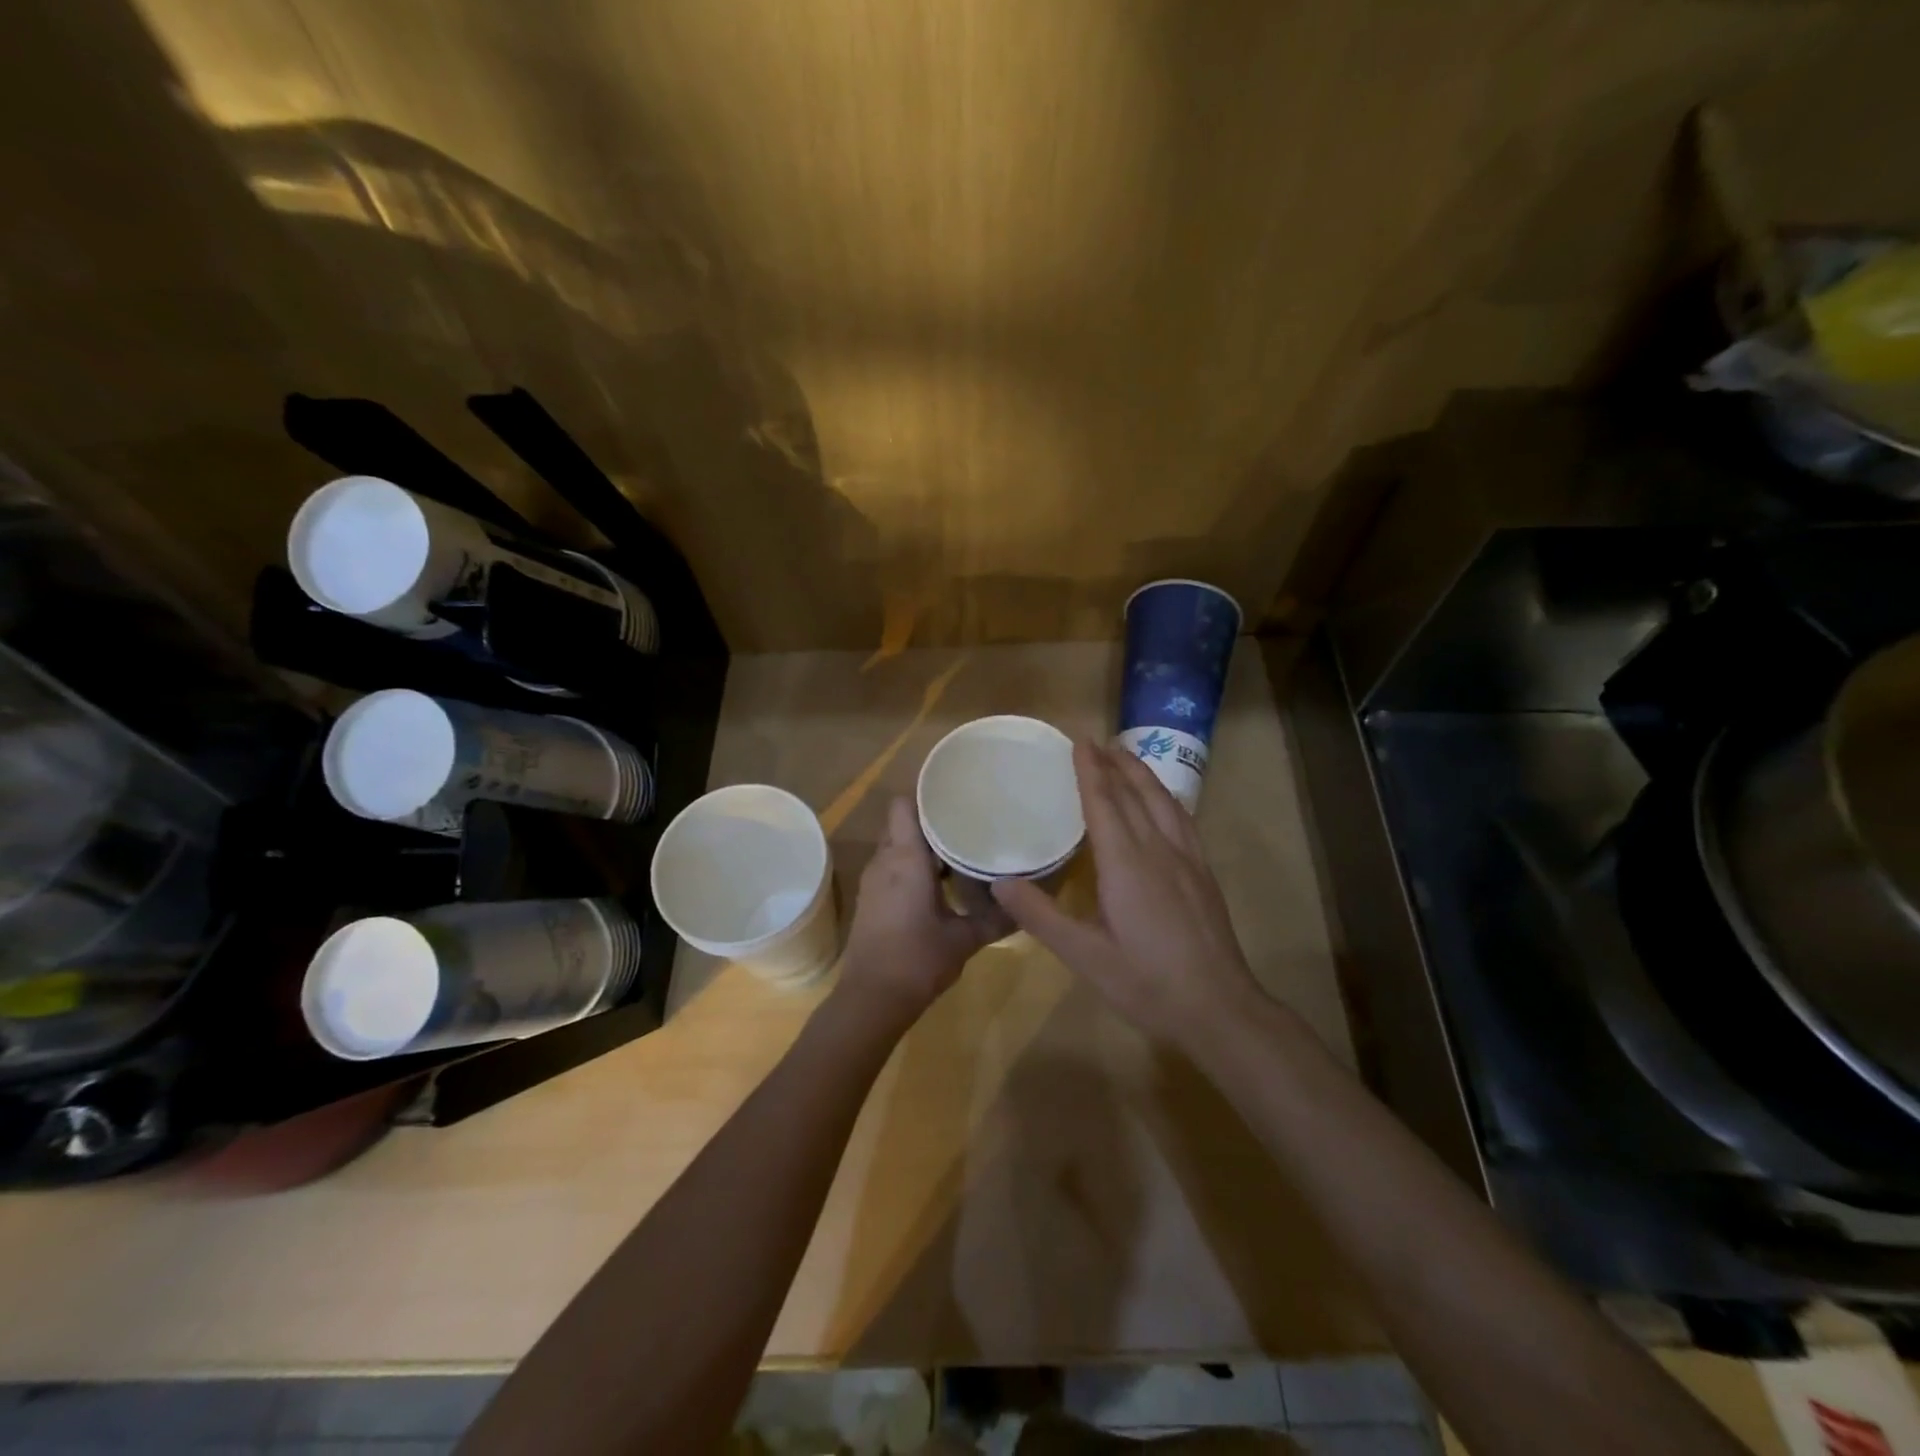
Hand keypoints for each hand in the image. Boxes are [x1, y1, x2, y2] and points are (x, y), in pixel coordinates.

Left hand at [839, 797, 1013, 1023]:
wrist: (871, 1000)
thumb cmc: (918, 960)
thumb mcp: (964, 939)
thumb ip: (995, 919)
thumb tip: (1025, 907)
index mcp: (906, 858)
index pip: (904, 806)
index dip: (925, 795)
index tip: (954, 795)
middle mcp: (884, 862)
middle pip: (902, 824)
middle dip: (929, 821)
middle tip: (965, 821)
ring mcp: (873, 881)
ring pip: (896, 847)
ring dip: (921, 846)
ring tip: (956, 848)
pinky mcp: (870, 900)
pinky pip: (891, 868)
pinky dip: (910, 867)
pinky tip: (938, 883)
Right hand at [992, 742, 1263, 1047]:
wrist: (1220, 1009)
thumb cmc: (1147, 983)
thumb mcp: (1084, 956)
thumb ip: (1040, 916)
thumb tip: (999, 882)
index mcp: (1126, 863)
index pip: (1104, 802)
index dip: (1090, 769)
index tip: (1078, 740)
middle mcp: (1158, 849)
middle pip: (1135, 792)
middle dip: (1113, 763)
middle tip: (1094, 741)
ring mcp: (1187, 859)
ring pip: (1163, 801)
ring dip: (1141, 773)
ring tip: (1124, 756)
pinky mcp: (1203, 874)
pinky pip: (1182, 818)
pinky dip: (1165, 797)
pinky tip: (1162, 802)